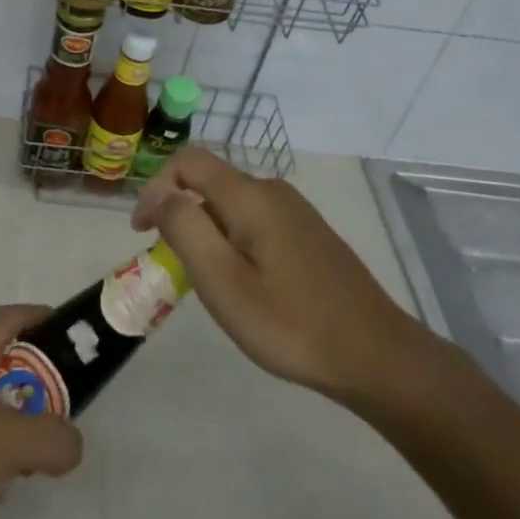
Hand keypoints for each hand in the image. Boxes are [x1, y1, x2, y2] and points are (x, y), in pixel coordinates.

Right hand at [131, 149, 450, 418]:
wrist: (377, 356)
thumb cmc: (291, 323)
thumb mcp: (223, 282)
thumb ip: (184, 229)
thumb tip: (161, 195)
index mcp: (250, 195)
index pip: (188, 161)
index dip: (155, 187)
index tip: (142, 231)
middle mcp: (273, 191)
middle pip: (210, 182)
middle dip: (181, 214)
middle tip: (173, 265)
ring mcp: (296, 212)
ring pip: (232, 204)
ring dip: (206, 230)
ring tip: (207, 281)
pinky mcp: (310, 234)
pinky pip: (256, 221)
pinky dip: (233, 240)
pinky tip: (246, 284)